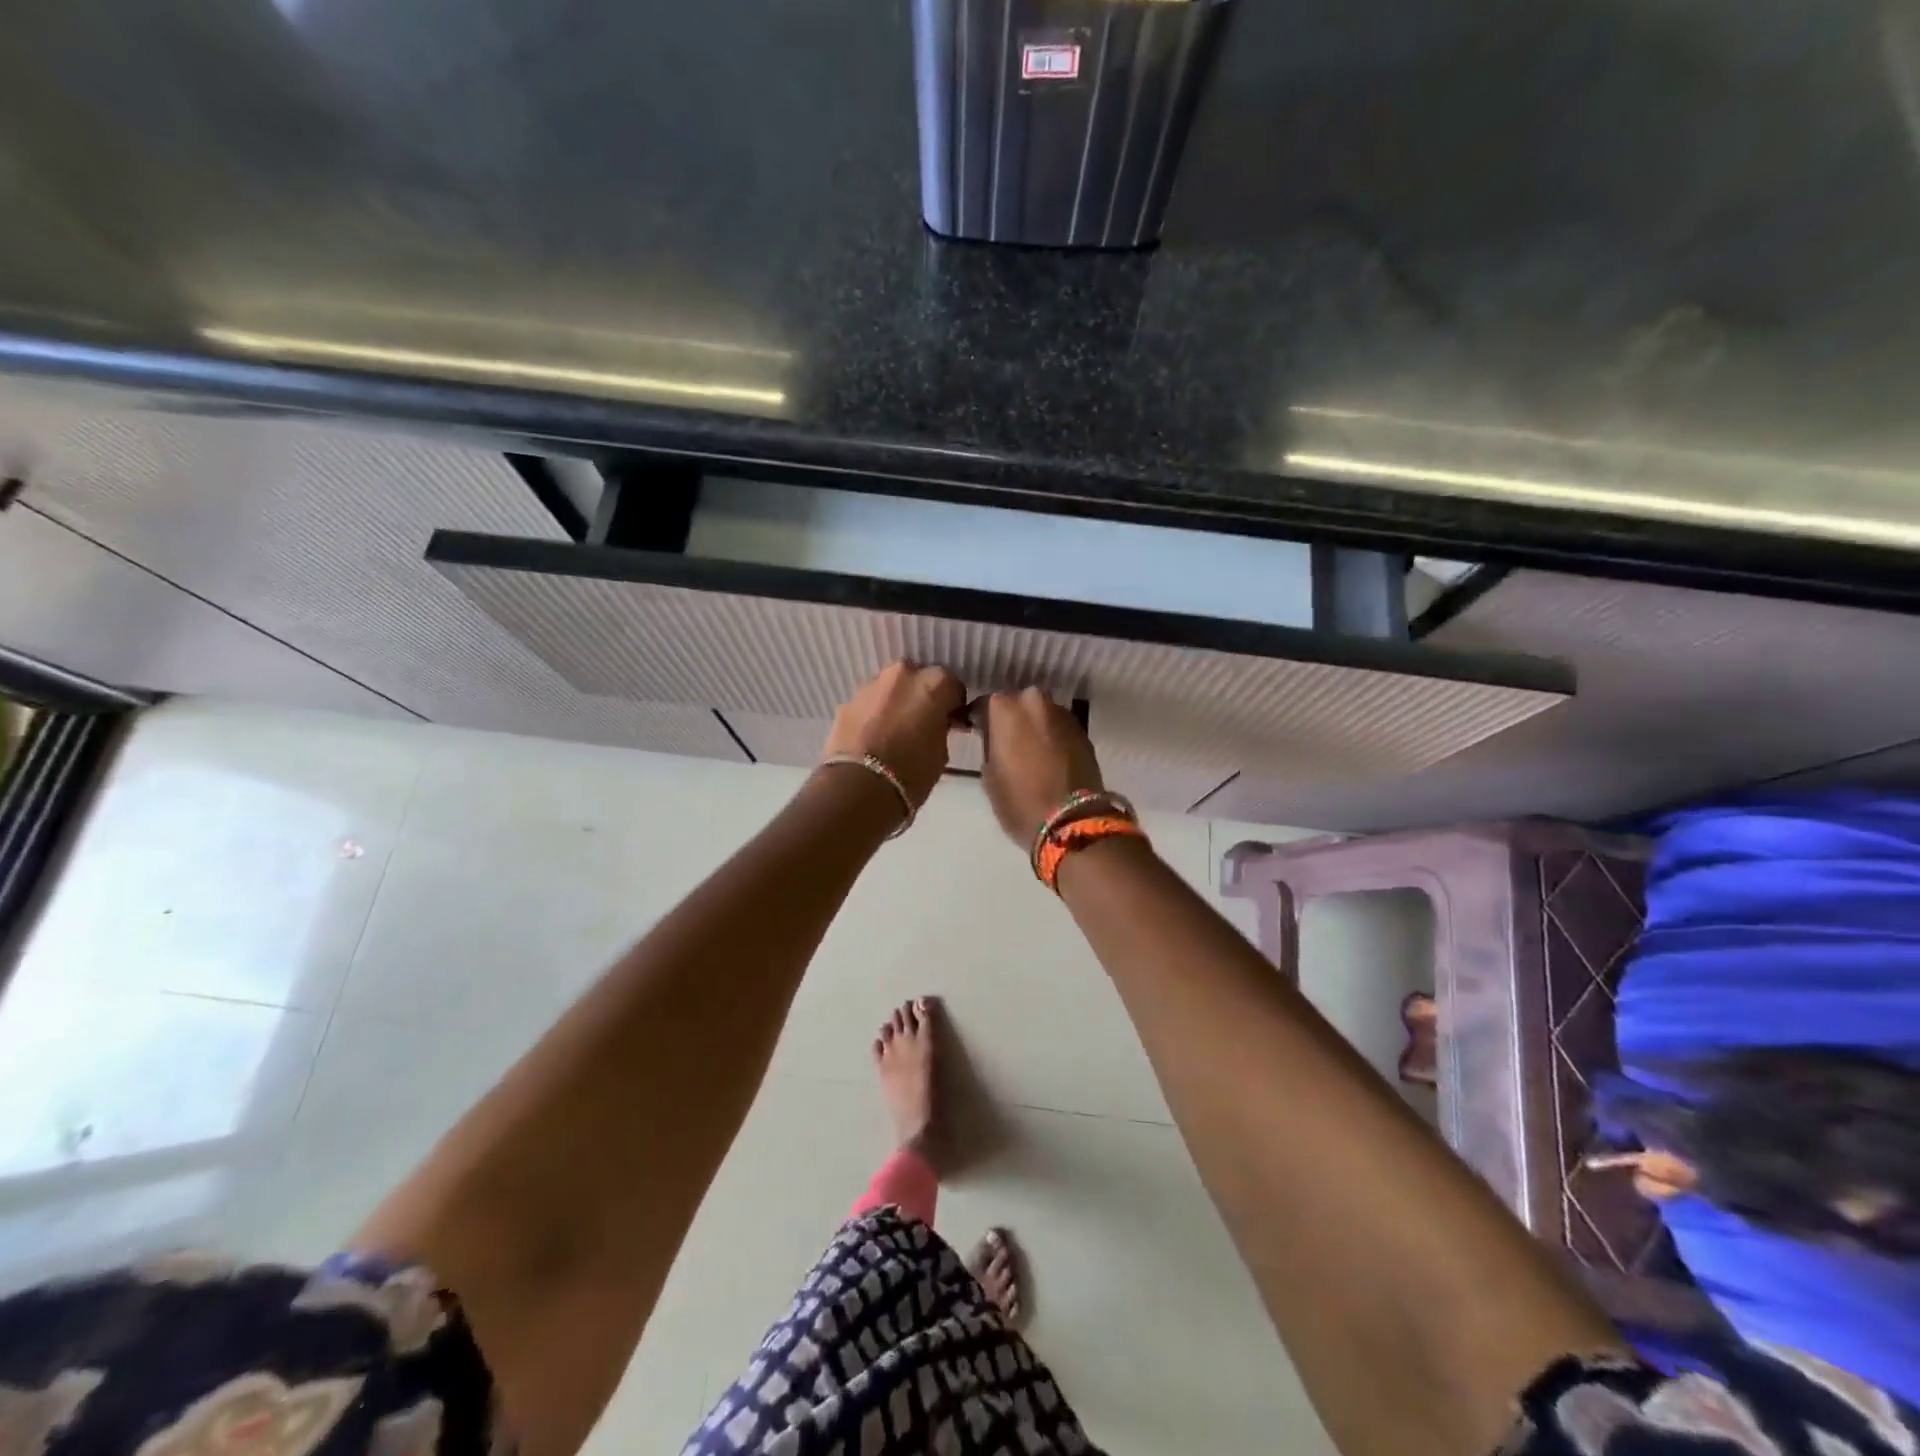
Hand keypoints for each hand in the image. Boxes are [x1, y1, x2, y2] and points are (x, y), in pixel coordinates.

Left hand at [822, 662, 965, 808]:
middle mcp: (903, 674)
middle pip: (919, 679)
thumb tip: (936, 724)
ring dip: (897, 703)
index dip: (952, 705)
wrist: (858, 788)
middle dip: (922, 696)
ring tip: (895, 731)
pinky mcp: (848, 701)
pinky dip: (875, 714)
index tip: (951, 722)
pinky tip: (874, 738)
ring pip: (892, 688)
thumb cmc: (912, 772)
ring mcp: (872, 685)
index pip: (952, 686)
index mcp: (934, 683)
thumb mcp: (942, 751)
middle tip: (922, 723)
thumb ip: (941, 727)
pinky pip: (870, 703)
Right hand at [978, 689, 1104, 845]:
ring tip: (1031, 751)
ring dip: (1035, 727)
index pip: (984, 705)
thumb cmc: (1019, 800)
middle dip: (1012, 719)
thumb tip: (996, 740)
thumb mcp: (989, 776)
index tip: (978, 733)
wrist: (1071, 820)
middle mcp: (1034, 701)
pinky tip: (1050, 758)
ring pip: (1041, 714)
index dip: (980, 720)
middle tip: (1007, 742)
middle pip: (1017, 704)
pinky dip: (1053, 737)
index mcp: (1004, 708)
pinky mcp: (1083, 730)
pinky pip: (1059, 728)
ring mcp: (1062, 713)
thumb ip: (990, 747)